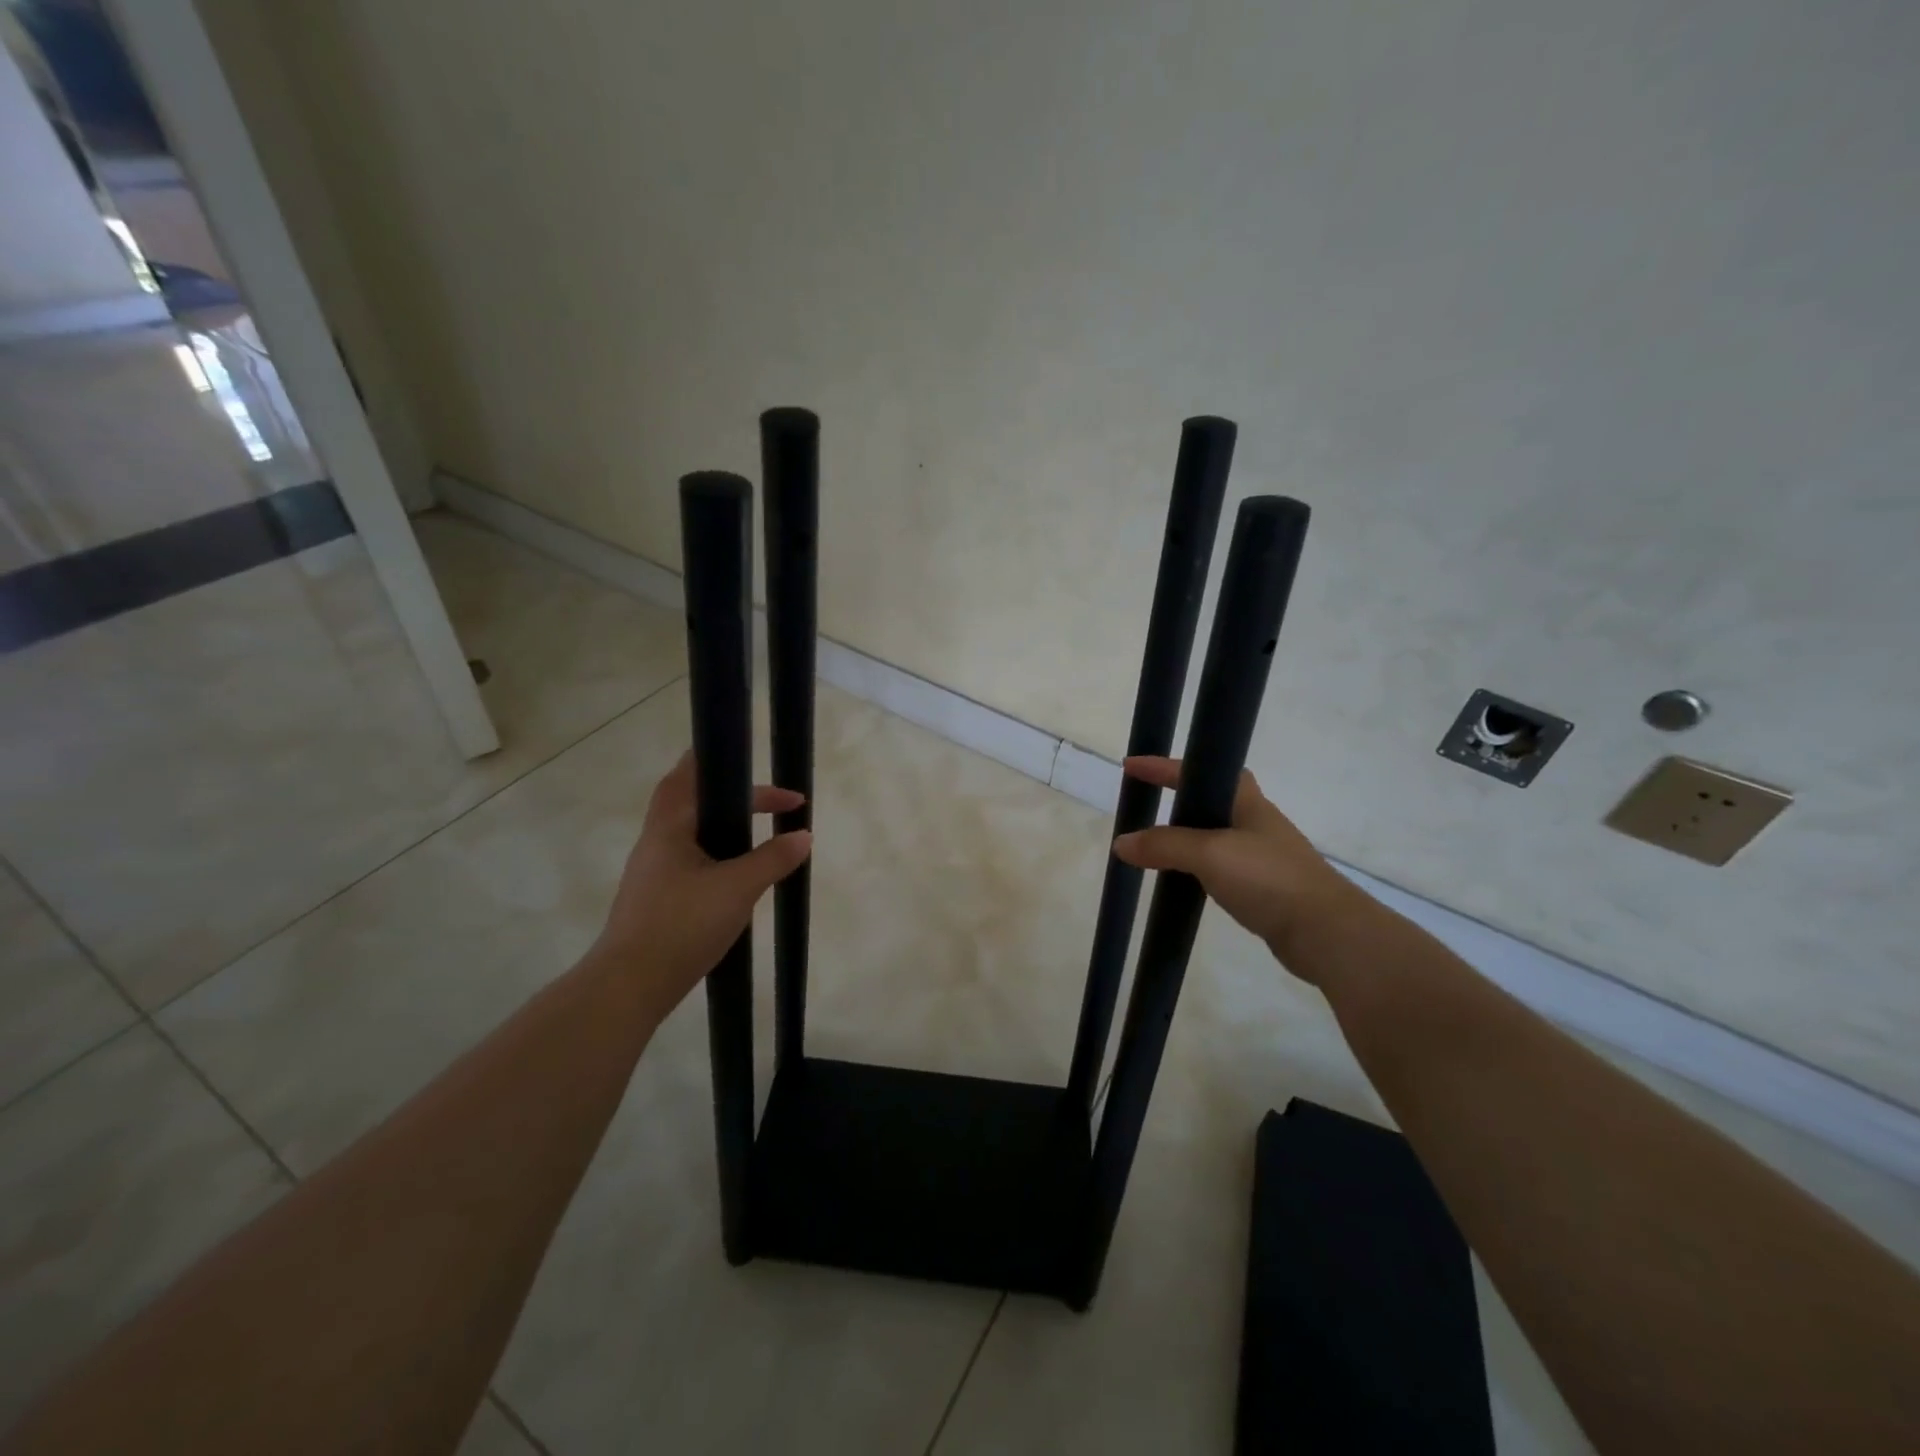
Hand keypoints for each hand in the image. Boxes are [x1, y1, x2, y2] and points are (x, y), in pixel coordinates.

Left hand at [591, 752, 811, 1016]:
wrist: (630, 986)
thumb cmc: (681, 925)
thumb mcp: (737, 888)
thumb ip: (773, 859)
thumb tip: (804, 835)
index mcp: (669, 828)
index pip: (687, 775)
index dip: (721, 763)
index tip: (761, 770)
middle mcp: (656, 842)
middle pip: (695, 803)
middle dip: (738, 799)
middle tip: (778, 807)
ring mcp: (653, 872)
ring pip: (695, 834)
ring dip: (729, 828)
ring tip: (764, 840)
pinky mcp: (657, 898)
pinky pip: (693, 860)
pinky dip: (721, 855)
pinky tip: (739, 877)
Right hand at [1111, 755, 1358, 980]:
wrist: (1326, 933)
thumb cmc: (1269, 878)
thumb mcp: (1209, 854)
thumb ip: (1164, 846)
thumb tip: (1121, 842)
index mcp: (1246, 802)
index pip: (1200, 771)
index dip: (1165, 766)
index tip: (1131, 766)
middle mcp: (1255, 823)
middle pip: (1211, 799)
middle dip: (1178, 798)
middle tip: (1145, 806)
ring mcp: (1261, 856)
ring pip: (1214, 835)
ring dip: (1185, 836)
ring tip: (1154, 845)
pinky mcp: (1263, 888)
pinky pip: (1220, 867)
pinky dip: (1197, 867)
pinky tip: (1183, 879)